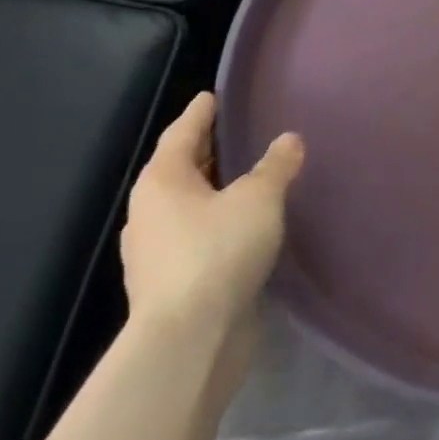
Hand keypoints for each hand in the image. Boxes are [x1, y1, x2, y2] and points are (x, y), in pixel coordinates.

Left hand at [119, 93, 303, 358]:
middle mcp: (149, 213)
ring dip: (210, 193)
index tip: (213, 97)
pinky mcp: (168, 286)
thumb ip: (275, 165)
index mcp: (162, 181)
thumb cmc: (218, 253)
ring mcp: (153, 254)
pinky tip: (240, 230)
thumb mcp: (259, 199)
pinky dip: (213, 226)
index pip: (182, 133)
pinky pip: (193, 240)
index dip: (200, 113)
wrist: (189, 342)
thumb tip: (289, 139)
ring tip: (243, 183)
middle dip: (206, 152)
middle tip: (236, 135)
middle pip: (179, 170)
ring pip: (185, 208)